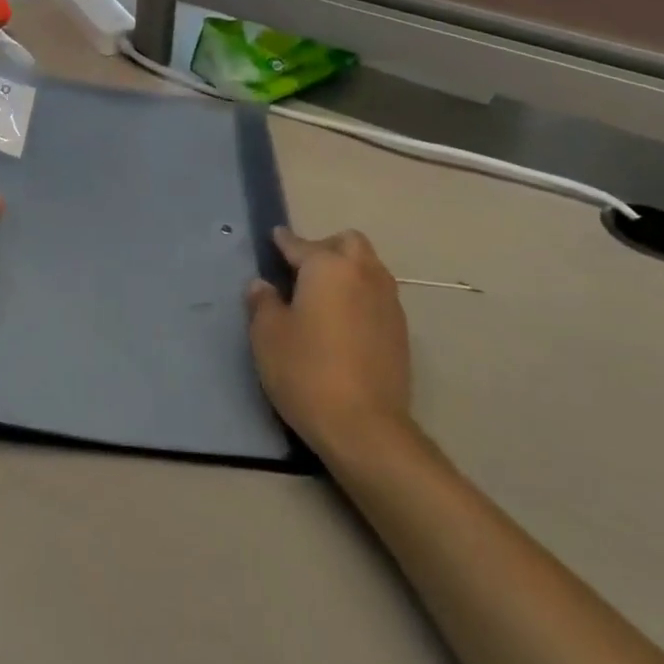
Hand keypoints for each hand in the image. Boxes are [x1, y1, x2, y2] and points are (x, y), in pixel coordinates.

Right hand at [246, 228, 410, 454]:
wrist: (365, 427)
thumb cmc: (306, 372)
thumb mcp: (268, 336)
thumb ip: (263, 303)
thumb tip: (262, 285)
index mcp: (328, 267)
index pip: (301, 245)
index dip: (284, 241)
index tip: (275, 237)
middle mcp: (363, 274)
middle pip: (349, 243)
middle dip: (326, 247)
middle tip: (303, 270)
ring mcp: (388, 302)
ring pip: (369, 268)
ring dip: (348, 271)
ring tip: (325, 296)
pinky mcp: (401, 331)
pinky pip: (378, 296)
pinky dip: (361, 296)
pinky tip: (345, 322)